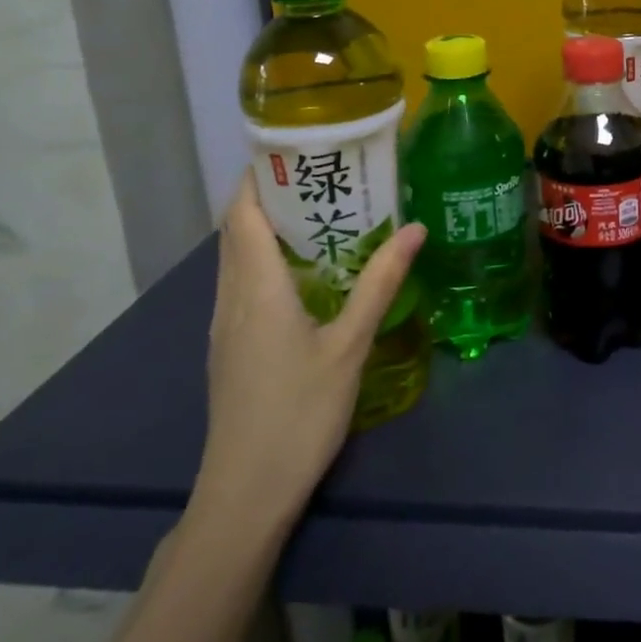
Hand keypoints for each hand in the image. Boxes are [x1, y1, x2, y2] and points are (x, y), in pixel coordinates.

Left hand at [190, 171, 425, 539]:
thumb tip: (414, 228)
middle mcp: (231, 297)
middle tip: (325, 175)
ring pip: (237, 257)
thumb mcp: (350, 345)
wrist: (246, 493)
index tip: (298, 148)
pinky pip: (243, 283)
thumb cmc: (300, 413)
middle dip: (271, 194)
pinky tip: (309, 272)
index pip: (243, 212)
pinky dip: (267, 259)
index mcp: (256, 287)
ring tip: (323, 213)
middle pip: (237, 229)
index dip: (260, 174)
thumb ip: (380, 282)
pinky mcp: (230, 346)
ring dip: (268, 227)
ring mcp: (226, 324)